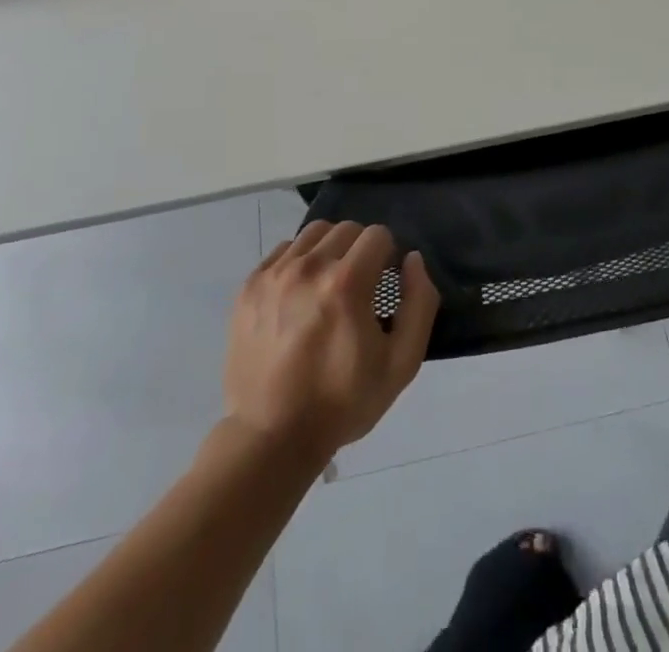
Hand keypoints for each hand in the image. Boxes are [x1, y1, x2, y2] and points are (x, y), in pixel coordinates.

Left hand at [223, 220, 439, 462]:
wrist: (272, 438)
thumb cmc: (342, 402)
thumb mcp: (401, 363)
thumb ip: (419, 303)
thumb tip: (412, 260)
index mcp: (345, 283)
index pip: (378, 235)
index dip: (388, 257)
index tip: (382, 287)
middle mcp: (308, 268)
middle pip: (347, 229)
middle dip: (361, 250)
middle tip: (358, 288)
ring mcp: (273, 275)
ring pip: (314, 233)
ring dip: (330, 251)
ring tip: (328, 287)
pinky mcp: (249, 287)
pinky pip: (283, 251)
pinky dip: (298, 262)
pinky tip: (300, 296)